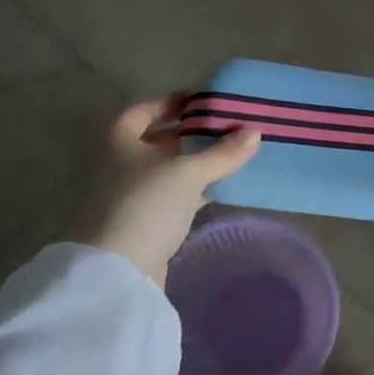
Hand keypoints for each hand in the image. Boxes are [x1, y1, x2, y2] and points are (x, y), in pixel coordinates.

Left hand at [70, 96, 261, 287]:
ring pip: (164, 172)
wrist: (118, 271)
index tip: (198, 102)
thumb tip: (255, 131)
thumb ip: (222, 153)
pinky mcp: (141, 225)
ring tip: (226, 157)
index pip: (141, 112)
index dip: (167, 104)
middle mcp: (119, 166)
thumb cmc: (147, 205)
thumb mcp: (189, 173)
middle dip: (186, 135)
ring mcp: (128, 198)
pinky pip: (169, 199)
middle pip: (154, 142)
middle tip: (221, 129)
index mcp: (120, 142)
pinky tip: (215, 192)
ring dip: (191, 165)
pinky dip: (190, 192)